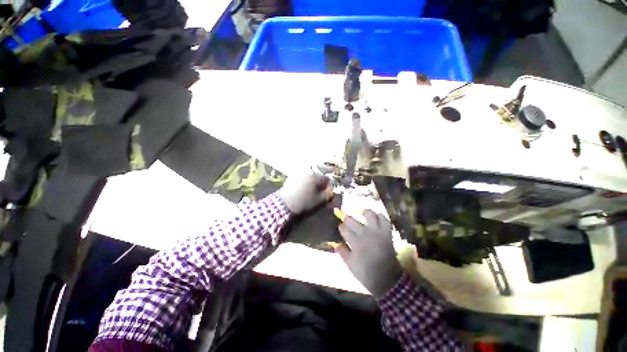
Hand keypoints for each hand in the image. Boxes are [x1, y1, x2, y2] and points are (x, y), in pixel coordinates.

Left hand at [278, 167, 331, 213]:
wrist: (284, 205)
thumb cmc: (305, 202)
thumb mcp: (320, 201)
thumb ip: (328, 194)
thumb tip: (330, 190)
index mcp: (316, 176)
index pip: (327, 179)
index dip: (328, 187)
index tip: (325, 194)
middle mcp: (308, 172)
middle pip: (318, 177)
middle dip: (319, 184)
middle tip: (317, 194)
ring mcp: (298, 173)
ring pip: (309, 178)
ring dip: (310, 184)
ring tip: (308, 193)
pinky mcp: (291, 177)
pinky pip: (301, 179)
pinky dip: (302, 184)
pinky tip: (300, 191)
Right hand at [336, 210, 402, 297]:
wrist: (387, 280)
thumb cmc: (366, 273)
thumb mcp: (350, 265)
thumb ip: (342, 252)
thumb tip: (335, 243)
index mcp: (355, 242)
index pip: (344, 229)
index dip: (341, 227)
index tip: (340, 227)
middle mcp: (365, 234)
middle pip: (352, 220)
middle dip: (347, 218)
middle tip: (347, 219)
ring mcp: (377, 232)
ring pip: (370, 215)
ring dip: (365, 213)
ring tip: (362, 213)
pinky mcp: (386, 233)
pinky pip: (385, 220)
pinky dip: (381, 216)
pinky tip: (376, 217)